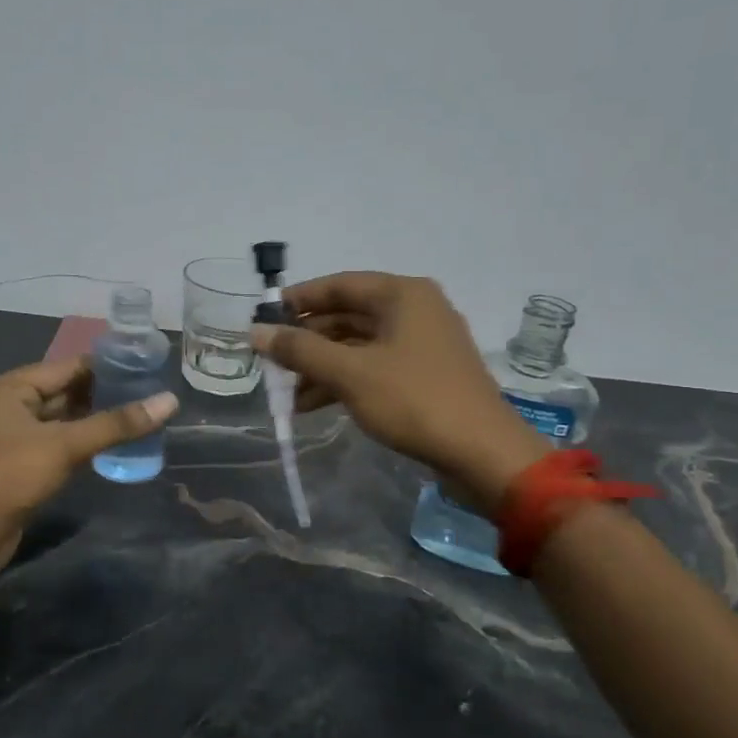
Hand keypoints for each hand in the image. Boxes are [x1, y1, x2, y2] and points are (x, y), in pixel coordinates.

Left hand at [0, 356, 178, 565]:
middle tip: (148, 395)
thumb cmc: (12, 476)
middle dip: (104, 395)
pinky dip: (83, 443)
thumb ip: (117, 424)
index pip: (67, 367)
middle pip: (65, 392)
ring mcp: (13, 437)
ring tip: (140, 417)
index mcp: (10, 388)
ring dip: (96, 421)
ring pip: (63, 420)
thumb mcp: (66, 445)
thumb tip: (169, 401)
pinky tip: (114, 445)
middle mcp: (8, 406)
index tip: (145, 369)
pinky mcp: (20, 464)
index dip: (107, 367)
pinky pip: (58, 444)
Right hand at [252, 272, 548, 514]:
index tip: (264, 318)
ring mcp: (421, 344)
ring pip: (358, 345)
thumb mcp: (350, 373)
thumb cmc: (414, 400)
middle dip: (307, 339)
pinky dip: (343, 381)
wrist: (482, 453)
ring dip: (321, 365)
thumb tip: (255, 332)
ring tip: (286, 392)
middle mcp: (413, 310)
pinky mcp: (423, 375)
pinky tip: (312, 405)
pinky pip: (373, 367)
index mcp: (402, 295)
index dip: (298, 299)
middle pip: (347, 315)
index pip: (339, 284)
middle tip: (271, 360)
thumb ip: (300, 350)